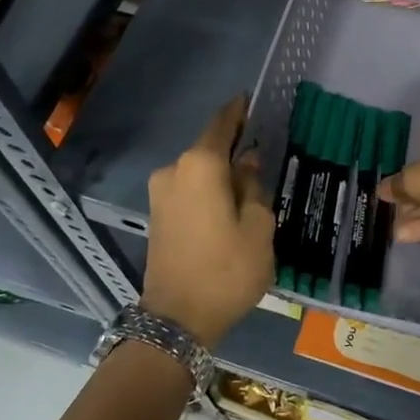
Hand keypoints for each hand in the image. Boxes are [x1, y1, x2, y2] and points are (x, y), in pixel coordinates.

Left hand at [143, 95, 274, 347]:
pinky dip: (207, 191)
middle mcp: (174, 170)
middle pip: (208, 150)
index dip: (238, 111)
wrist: (177, 320)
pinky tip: (226, 205)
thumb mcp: (258, 228)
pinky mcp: (156, 215)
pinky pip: (188, 190)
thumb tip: (246, 163)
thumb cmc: (227, 270)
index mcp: (200, 166)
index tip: (250, 99)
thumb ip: (254, 187)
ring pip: (198, 172)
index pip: (221, 124)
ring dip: (220, 175)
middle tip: (262, 154)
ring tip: (249, 186)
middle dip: (233, 149)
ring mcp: (160, 193)